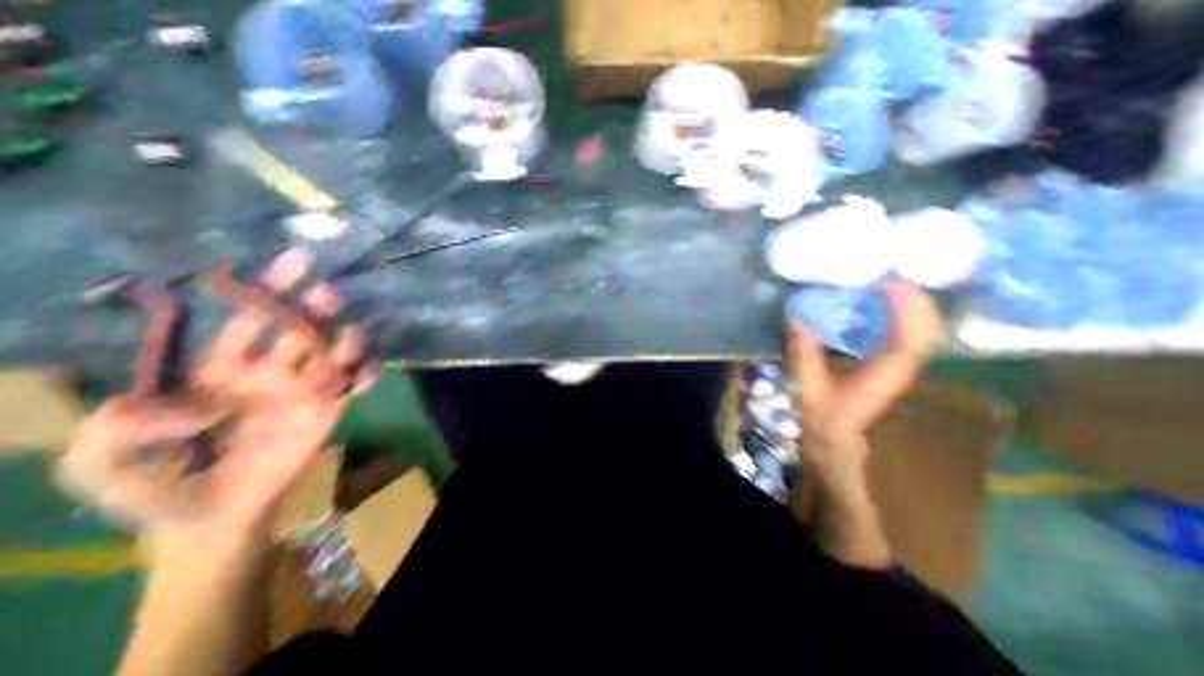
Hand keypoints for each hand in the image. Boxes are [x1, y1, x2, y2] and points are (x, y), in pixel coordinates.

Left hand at [52, 251, 373, 540]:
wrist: (209, 520)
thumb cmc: (158, 488)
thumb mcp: (101, 463)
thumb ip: (115, 428)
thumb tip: (173, 401)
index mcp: (225, 369)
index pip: (253, 320)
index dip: (271, 290)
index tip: (296, 260)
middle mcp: (273, 371)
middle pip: (301, 330)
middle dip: (316, 309)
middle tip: (328, 294)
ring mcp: (306, 389)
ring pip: (335, 352)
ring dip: (347, 341)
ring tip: (349, 338)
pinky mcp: (331, 409)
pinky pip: (355, 384)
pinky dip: (367, 374)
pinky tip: (367, 374)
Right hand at [787, 284, 943, 476]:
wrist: (836, 432)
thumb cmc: (823, 411)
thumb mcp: (809, 382)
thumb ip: (804, 352)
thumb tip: (797, 319)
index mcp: (884, 374)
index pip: (909, 339)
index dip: (905, 310)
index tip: (888, 285)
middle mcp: (903, 368)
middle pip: (928, 331)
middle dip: (916, 301)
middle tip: (892, 276)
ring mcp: (904, 366)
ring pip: (927, 332)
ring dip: (916, 306)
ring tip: (894, 285)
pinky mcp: (898, 365)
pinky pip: (915, 335)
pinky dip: (911, 316)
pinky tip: (894, 305)